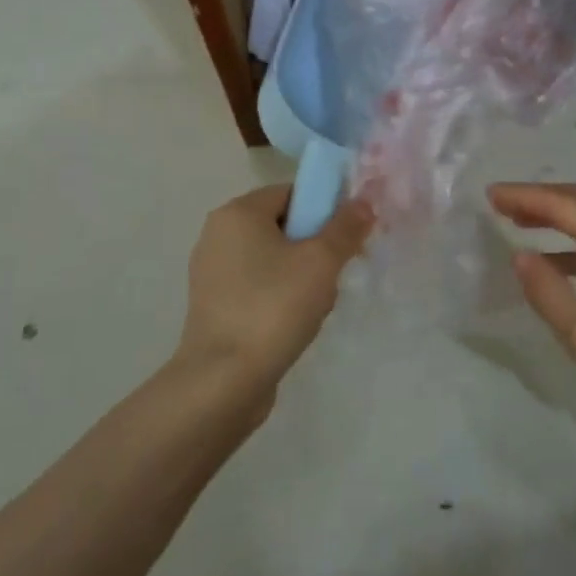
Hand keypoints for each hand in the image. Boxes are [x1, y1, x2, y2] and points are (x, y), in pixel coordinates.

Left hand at [175, 184, 372, 405]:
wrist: (223, 382)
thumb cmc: (273, 308)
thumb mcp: (320, 262)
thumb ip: (346, 227)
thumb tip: (364, 201)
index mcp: (237, 213)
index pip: (292, 193)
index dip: (325, 210)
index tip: (346, 238)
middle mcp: (218, 234)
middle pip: (284, 226)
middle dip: (315, 247)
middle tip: (334, 275)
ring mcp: (212, 272)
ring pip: (273, 259)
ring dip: (301, 275)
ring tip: (317, 305)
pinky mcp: (214, 305)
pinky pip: (258, 286)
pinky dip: (280, 297)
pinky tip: (296, 323)